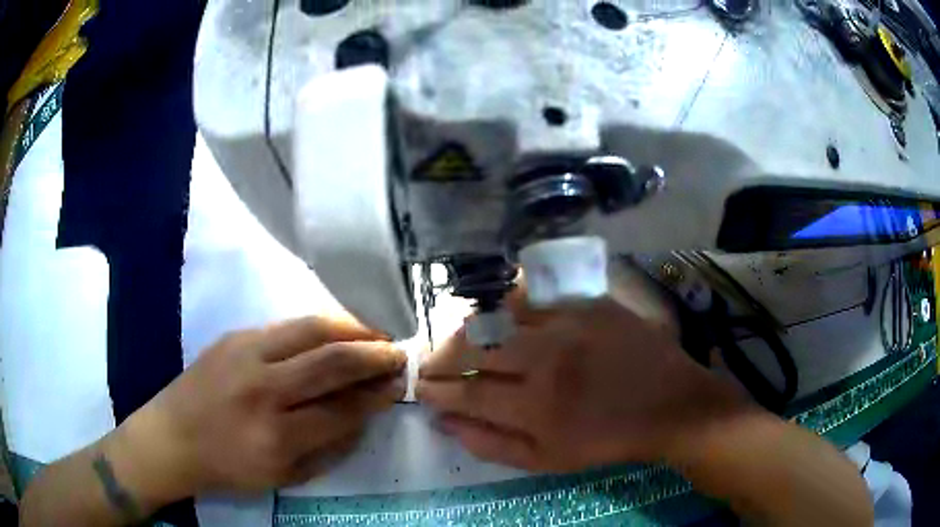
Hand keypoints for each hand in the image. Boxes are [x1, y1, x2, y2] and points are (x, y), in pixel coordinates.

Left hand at [109, 317, 405, 504]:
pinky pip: (287, 325)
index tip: (398, 386)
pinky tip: (336, 330)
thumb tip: (364, 416)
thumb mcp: (284, 478)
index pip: (343, 408)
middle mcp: (264, 390)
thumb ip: (330, 449)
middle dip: (375, 355)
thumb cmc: (229, 467)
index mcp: (277, 437)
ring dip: (353, 329)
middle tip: (398, 354)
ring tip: (376, 334)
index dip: (377, 396)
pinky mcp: (235, 336)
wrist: (172, 437)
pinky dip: (321, 325)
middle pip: (332, 361)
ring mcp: (246, 355)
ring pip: (312, 330)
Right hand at [417, 293, 746, 472]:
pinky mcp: (586, 302)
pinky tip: (498, 319)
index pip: (464, 394)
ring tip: (457, 344)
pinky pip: (530, 295)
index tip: (421, 390)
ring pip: (495, 316)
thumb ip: (491, 444)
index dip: (434, 391)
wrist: (669, 404)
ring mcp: (567, 323)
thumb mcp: (548, 460)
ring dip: (465, 331)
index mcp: (536, 407)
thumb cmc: (607, 440)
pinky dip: (504, 306)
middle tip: (430, 366)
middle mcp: (545, 359)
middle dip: (438, 358)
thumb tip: (444, 423)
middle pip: (470, 348)